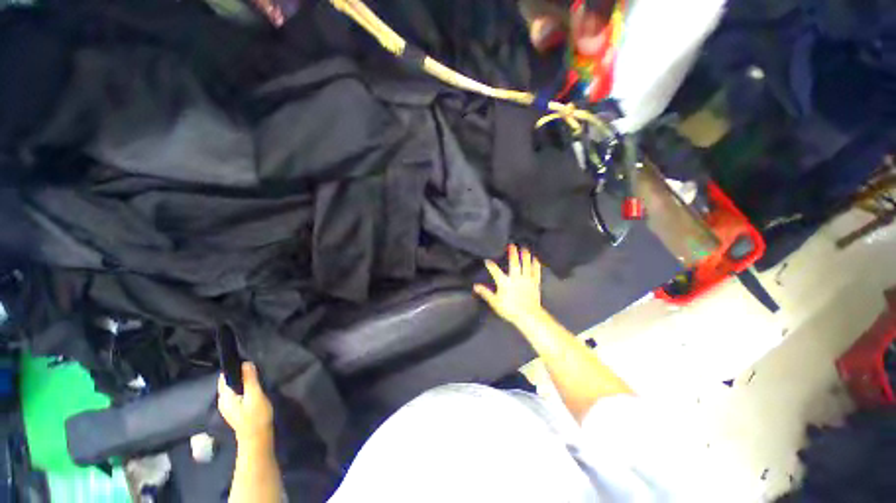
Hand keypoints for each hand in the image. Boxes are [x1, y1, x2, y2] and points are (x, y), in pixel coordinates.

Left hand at [218, 362, 273, 448]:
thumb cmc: (256, 417)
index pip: (224, 377)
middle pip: (227, 382)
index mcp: (225, 397)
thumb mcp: (255, 396)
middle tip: (253, 368)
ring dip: (241, 381)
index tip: (246, 361)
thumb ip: (250, 380)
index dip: (233, 368)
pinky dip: (243, 388)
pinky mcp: (235, 410)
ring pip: (233, 388)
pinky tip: (253, 388)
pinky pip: (236, 393)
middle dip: (238, 374)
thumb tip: (246, 363)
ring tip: (254, 376)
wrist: (257, 439)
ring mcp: (228, 407)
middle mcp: (223, 401)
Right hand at [474, 245, 544, 327]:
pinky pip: (536, 271)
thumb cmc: (510, 310)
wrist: (528, 316)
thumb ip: (485, 293)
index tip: (487, 260)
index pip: (495, 271)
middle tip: (511, 245)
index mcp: (504, 282)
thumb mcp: (495, 302)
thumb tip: (476, 286)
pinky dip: (536, 264)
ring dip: (525, 255)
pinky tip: (535, 259)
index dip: (490, 265)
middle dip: (512, 253)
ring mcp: (526, 280)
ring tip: (524, 248)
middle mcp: (516, 278)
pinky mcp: (535, 283)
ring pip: (526, 265)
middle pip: (514, 263)